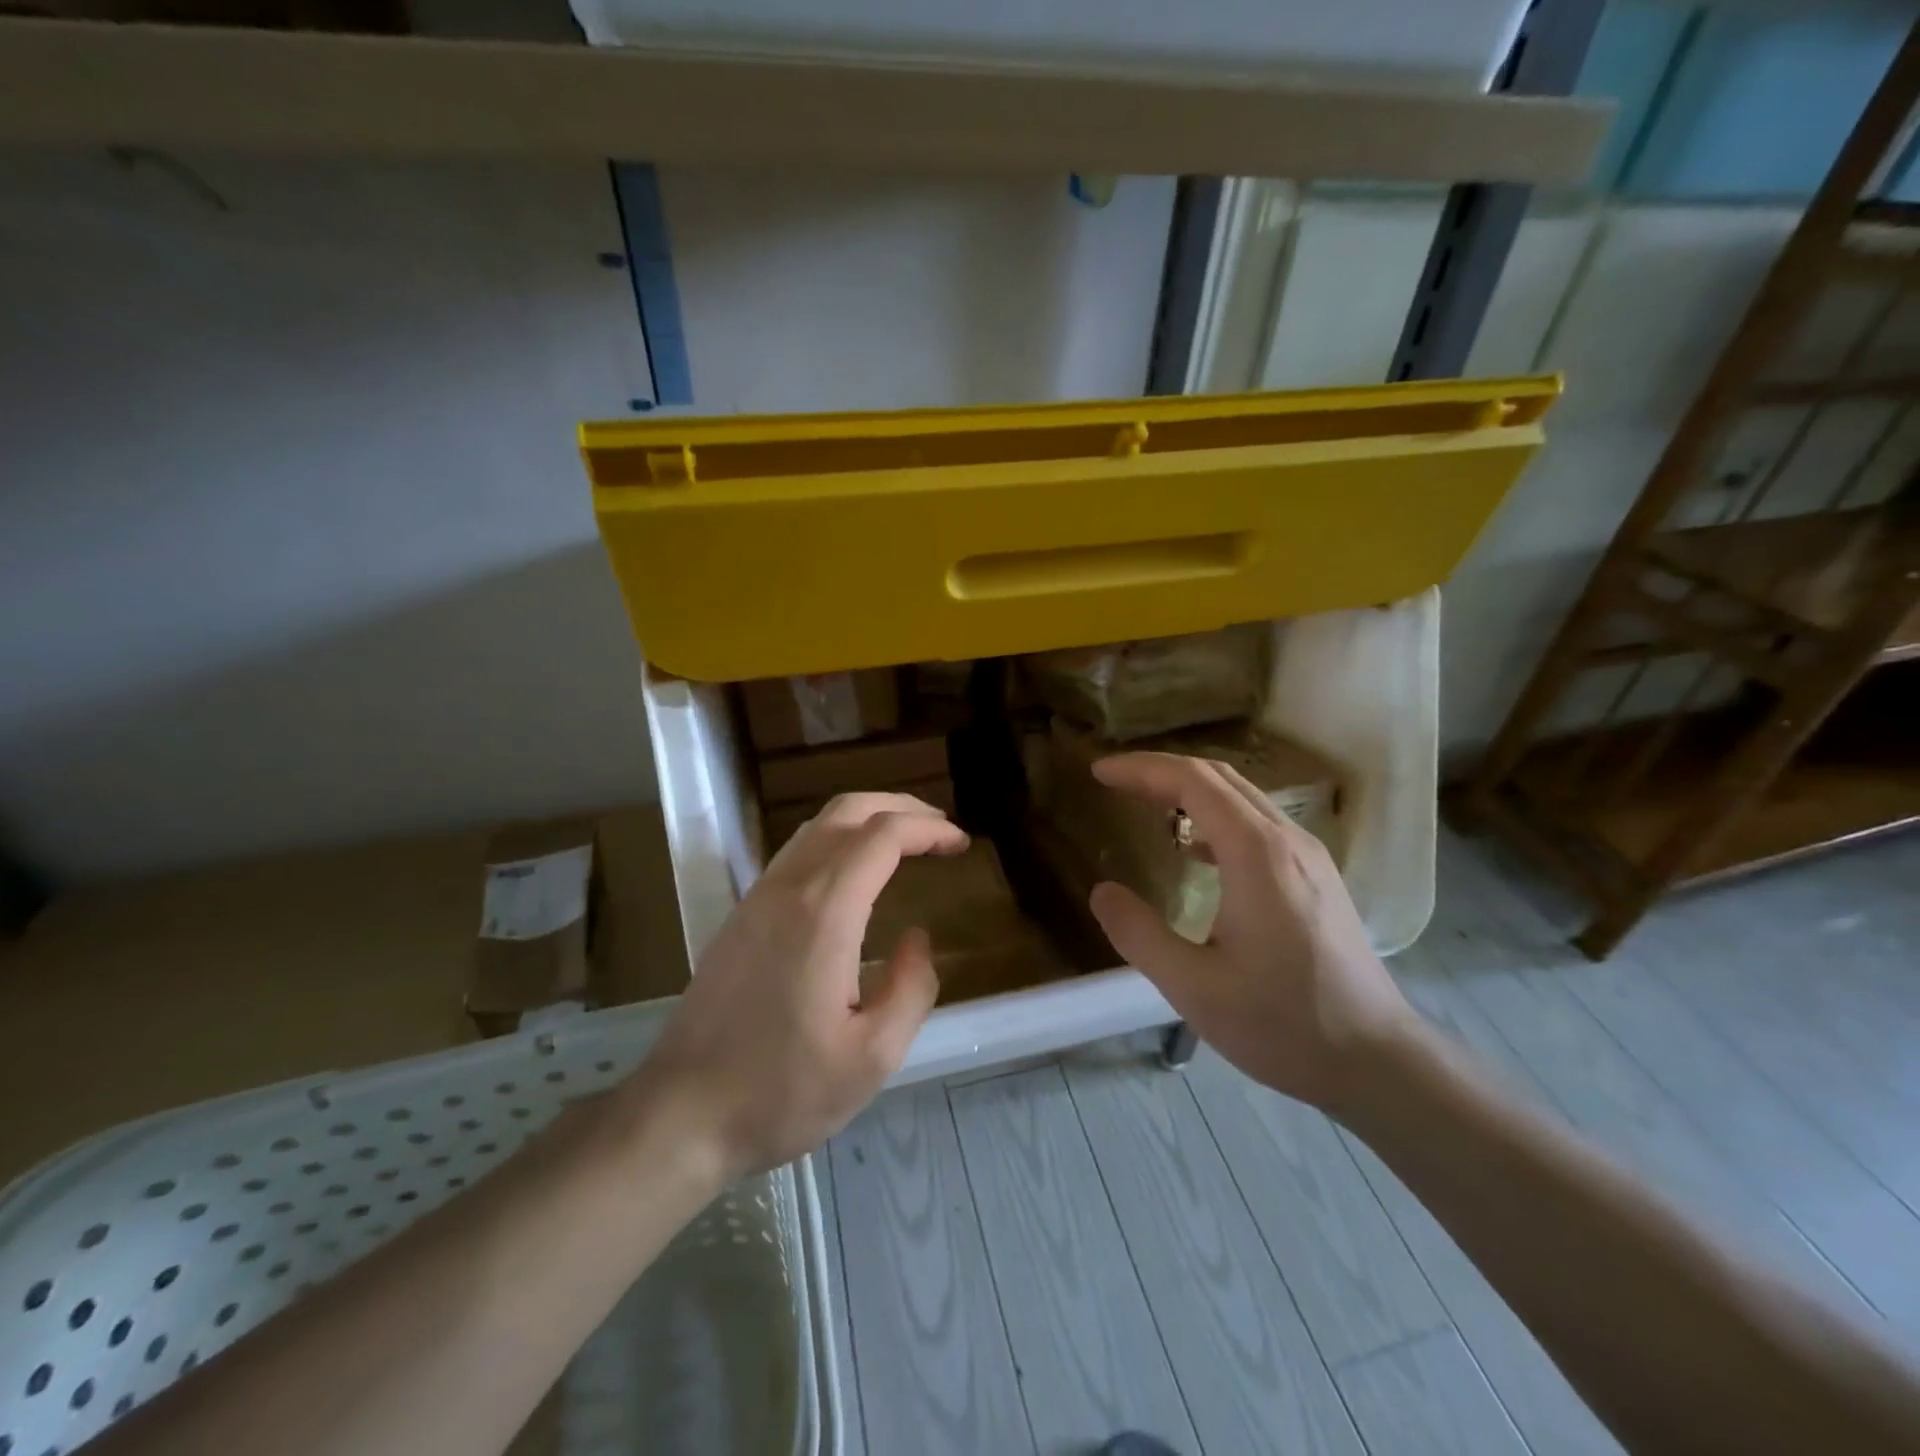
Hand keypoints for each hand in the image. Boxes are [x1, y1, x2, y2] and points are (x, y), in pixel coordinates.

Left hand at [637, 792, 967, 1177]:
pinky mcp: (741, 915)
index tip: (960, 844)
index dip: (928, 829)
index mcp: (824, 912)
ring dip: (866, 819)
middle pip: (847, 811)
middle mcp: (788, 887)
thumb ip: (912, 988)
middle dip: (900, 807)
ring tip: (904, 842)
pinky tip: (853, 874)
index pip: (883, 835)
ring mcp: (757, 897)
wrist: (680, 1113)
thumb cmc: (782, 1090)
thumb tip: (918, 938)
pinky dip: (837, 840)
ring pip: (818, 826)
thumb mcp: (873, 1057)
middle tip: (939, 829)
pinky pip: (797, 852)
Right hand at [1086, 753, 1417, 1112]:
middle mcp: (1287, 840)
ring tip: (1146, 805)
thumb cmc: (1282, 1023)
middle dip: (1161, 771)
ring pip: (1242, 797)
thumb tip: (1102, 892)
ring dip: (1190, 790)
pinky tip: (1196, 852)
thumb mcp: (1193, 987)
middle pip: (1218, 777)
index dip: (1141, 769)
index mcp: (1256, 854)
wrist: (1377, 1061)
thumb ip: (1138, 934)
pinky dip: (1216, 817)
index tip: (1099, 772)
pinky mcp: (1317, 876)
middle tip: (1115, 781)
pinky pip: (1258, 824)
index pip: (1192, 781)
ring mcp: (1309, 856)